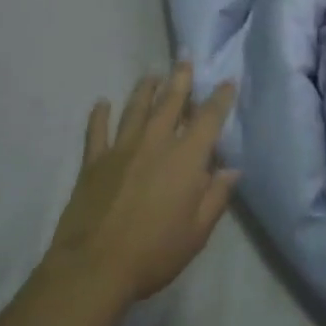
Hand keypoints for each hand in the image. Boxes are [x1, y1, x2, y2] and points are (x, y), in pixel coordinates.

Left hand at [44, 63, 240, 306]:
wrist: (95, 265)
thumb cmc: (155, 252)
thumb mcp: (197, 232)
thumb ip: (215, 197)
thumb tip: (231, 169)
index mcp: (185, 160)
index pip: (208, 120)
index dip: (219, 99)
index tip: (226, 82)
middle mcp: (154, 144)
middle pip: (170, 103)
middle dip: (180, 80)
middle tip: (184, 60)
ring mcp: (120, 150)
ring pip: (135, 110)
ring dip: (145, 90)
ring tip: (152, 76)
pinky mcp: (93, 162)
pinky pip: (96, 131)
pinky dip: (99, 115)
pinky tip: (101, 103)